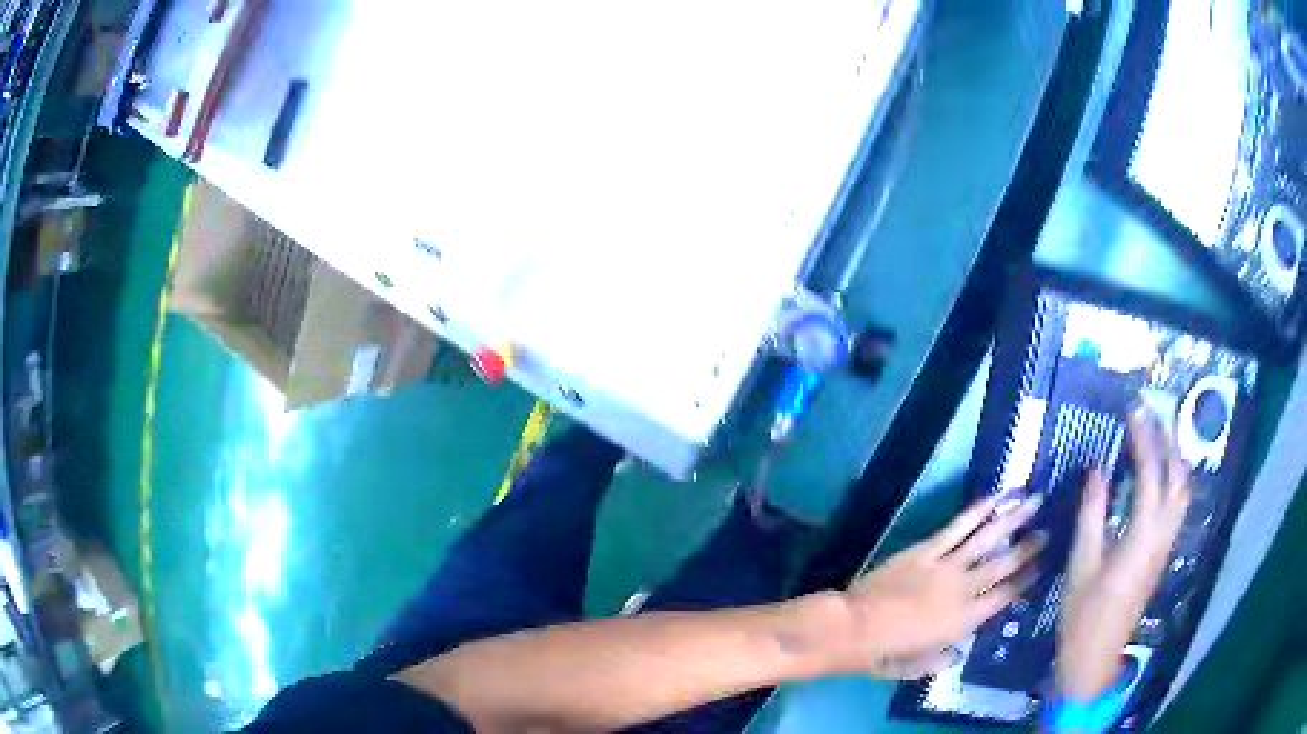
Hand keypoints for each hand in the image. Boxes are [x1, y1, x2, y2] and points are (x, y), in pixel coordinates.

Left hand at [831, 493, 1044, 678]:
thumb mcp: (916, 667)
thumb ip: (941, 661)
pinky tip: (993, 498)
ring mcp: (946, 566)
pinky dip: (976, 511)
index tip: (1045, 564)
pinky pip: (956, 528)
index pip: (1006, 596)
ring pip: (987, 538)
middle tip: (1049, 530)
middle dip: (1029, 546)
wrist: (854, 628)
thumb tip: (957, 654)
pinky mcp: (925, 551)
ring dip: (1012, 519)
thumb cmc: (884, 654)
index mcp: (965, 622)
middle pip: (1004, 564)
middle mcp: (964, 590)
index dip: (1027, 579)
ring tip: (1034, 501)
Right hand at [1057, 408, 1192, 699]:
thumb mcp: (1080, 566)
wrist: (1095, 658)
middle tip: (1150, 417)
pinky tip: (1158, 477)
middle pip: (1177, 479)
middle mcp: (1161, 537)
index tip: (1134, 412)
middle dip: (1168, 442)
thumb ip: (1092, 516)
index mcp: (1141, 538)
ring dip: (1174, 460)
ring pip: (1182, 492)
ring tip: (1157, 438)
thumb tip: (1098, 472)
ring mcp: (1165, 547)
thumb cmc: (1083, 616)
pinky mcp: (1161, 555)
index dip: (1145, 440)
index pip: (1151, 476)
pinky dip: (1172, 481)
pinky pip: (1176, 507)